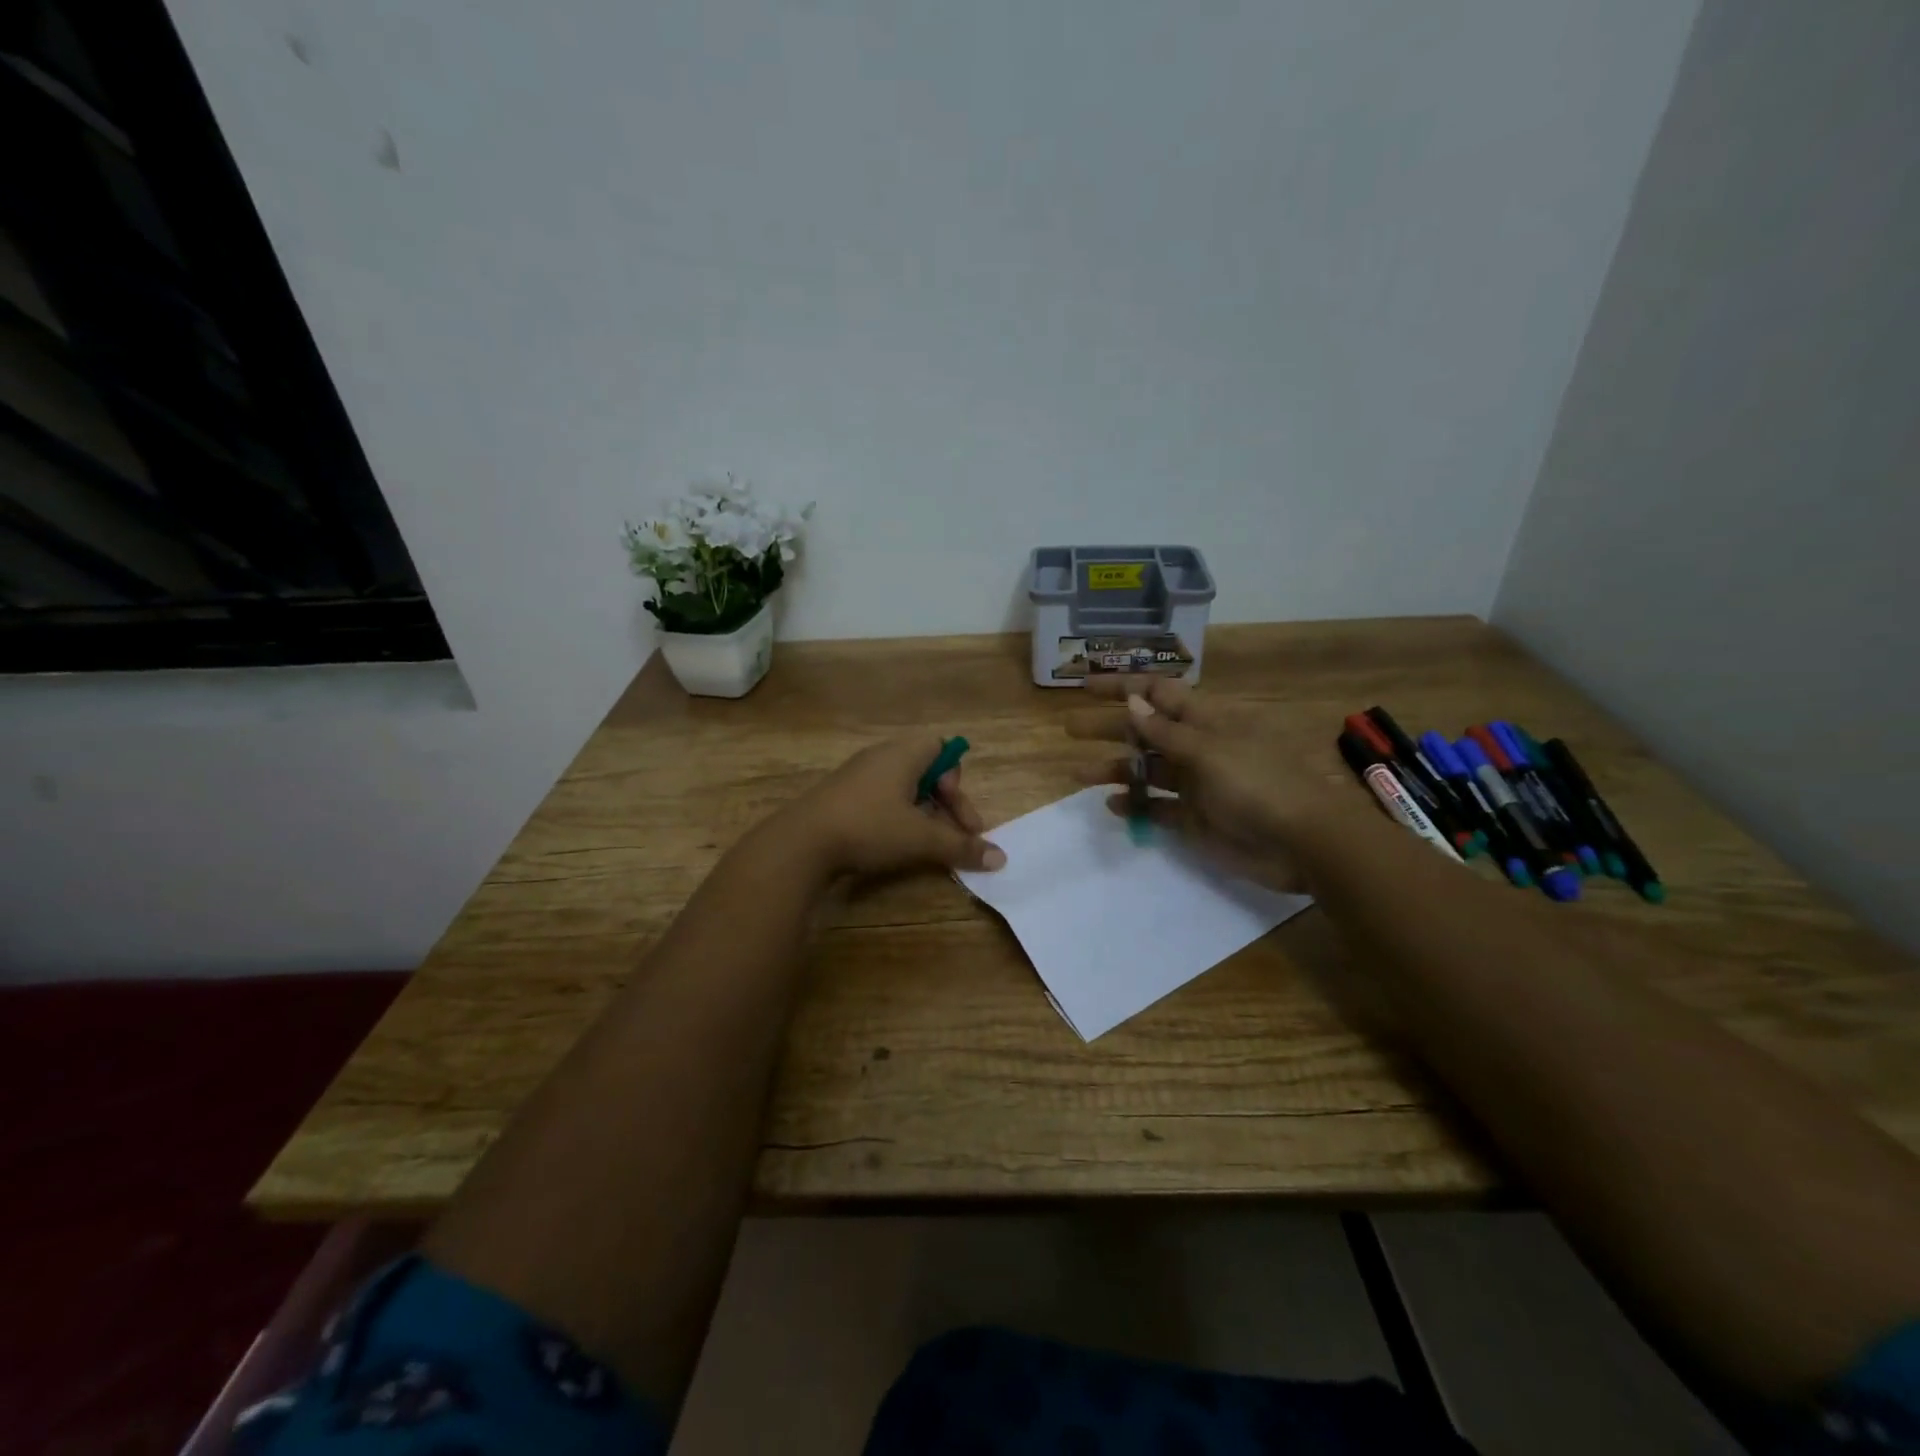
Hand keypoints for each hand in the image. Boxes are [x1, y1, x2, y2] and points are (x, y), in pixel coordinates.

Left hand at [776, 733, 1005, 878]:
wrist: (801, 842)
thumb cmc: (869, 827)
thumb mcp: (921, 839)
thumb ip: (961, 847)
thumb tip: (1000, 858)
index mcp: (903, 754)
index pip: (942, 748)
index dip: (956, 779)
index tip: (957, 812)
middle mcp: (881, 757)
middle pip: (925, 771)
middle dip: (945, 804)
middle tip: (955, 836)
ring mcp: (857, 776)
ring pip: (903, 788)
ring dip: (922, 814)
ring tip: (927, 844)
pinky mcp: (841, 797)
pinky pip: (880, 799)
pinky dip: (897, 818)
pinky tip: (893, 844)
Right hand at [1065, 676, 1334, 890]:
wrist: (1301, 842)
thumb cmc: (1257, 783)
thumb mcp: (1208, 750)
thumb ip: (1164, 730)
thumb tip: (1132, 700)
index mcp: (1204, 720)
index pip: (1158, 692)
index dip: (1124, 686)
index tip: (1086, 687)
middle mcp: (1195, 746)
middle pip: (1144, 730)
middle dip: (1108, 727)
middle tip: (1069, 728)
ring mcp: (1194, 783)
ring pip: (1145, 770)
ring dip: (1113, 769)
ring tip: (1078, 774)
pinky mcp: (1193, 818)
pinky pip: (1155, 807)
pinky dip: (1133, 805)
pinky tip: (1111, 805)